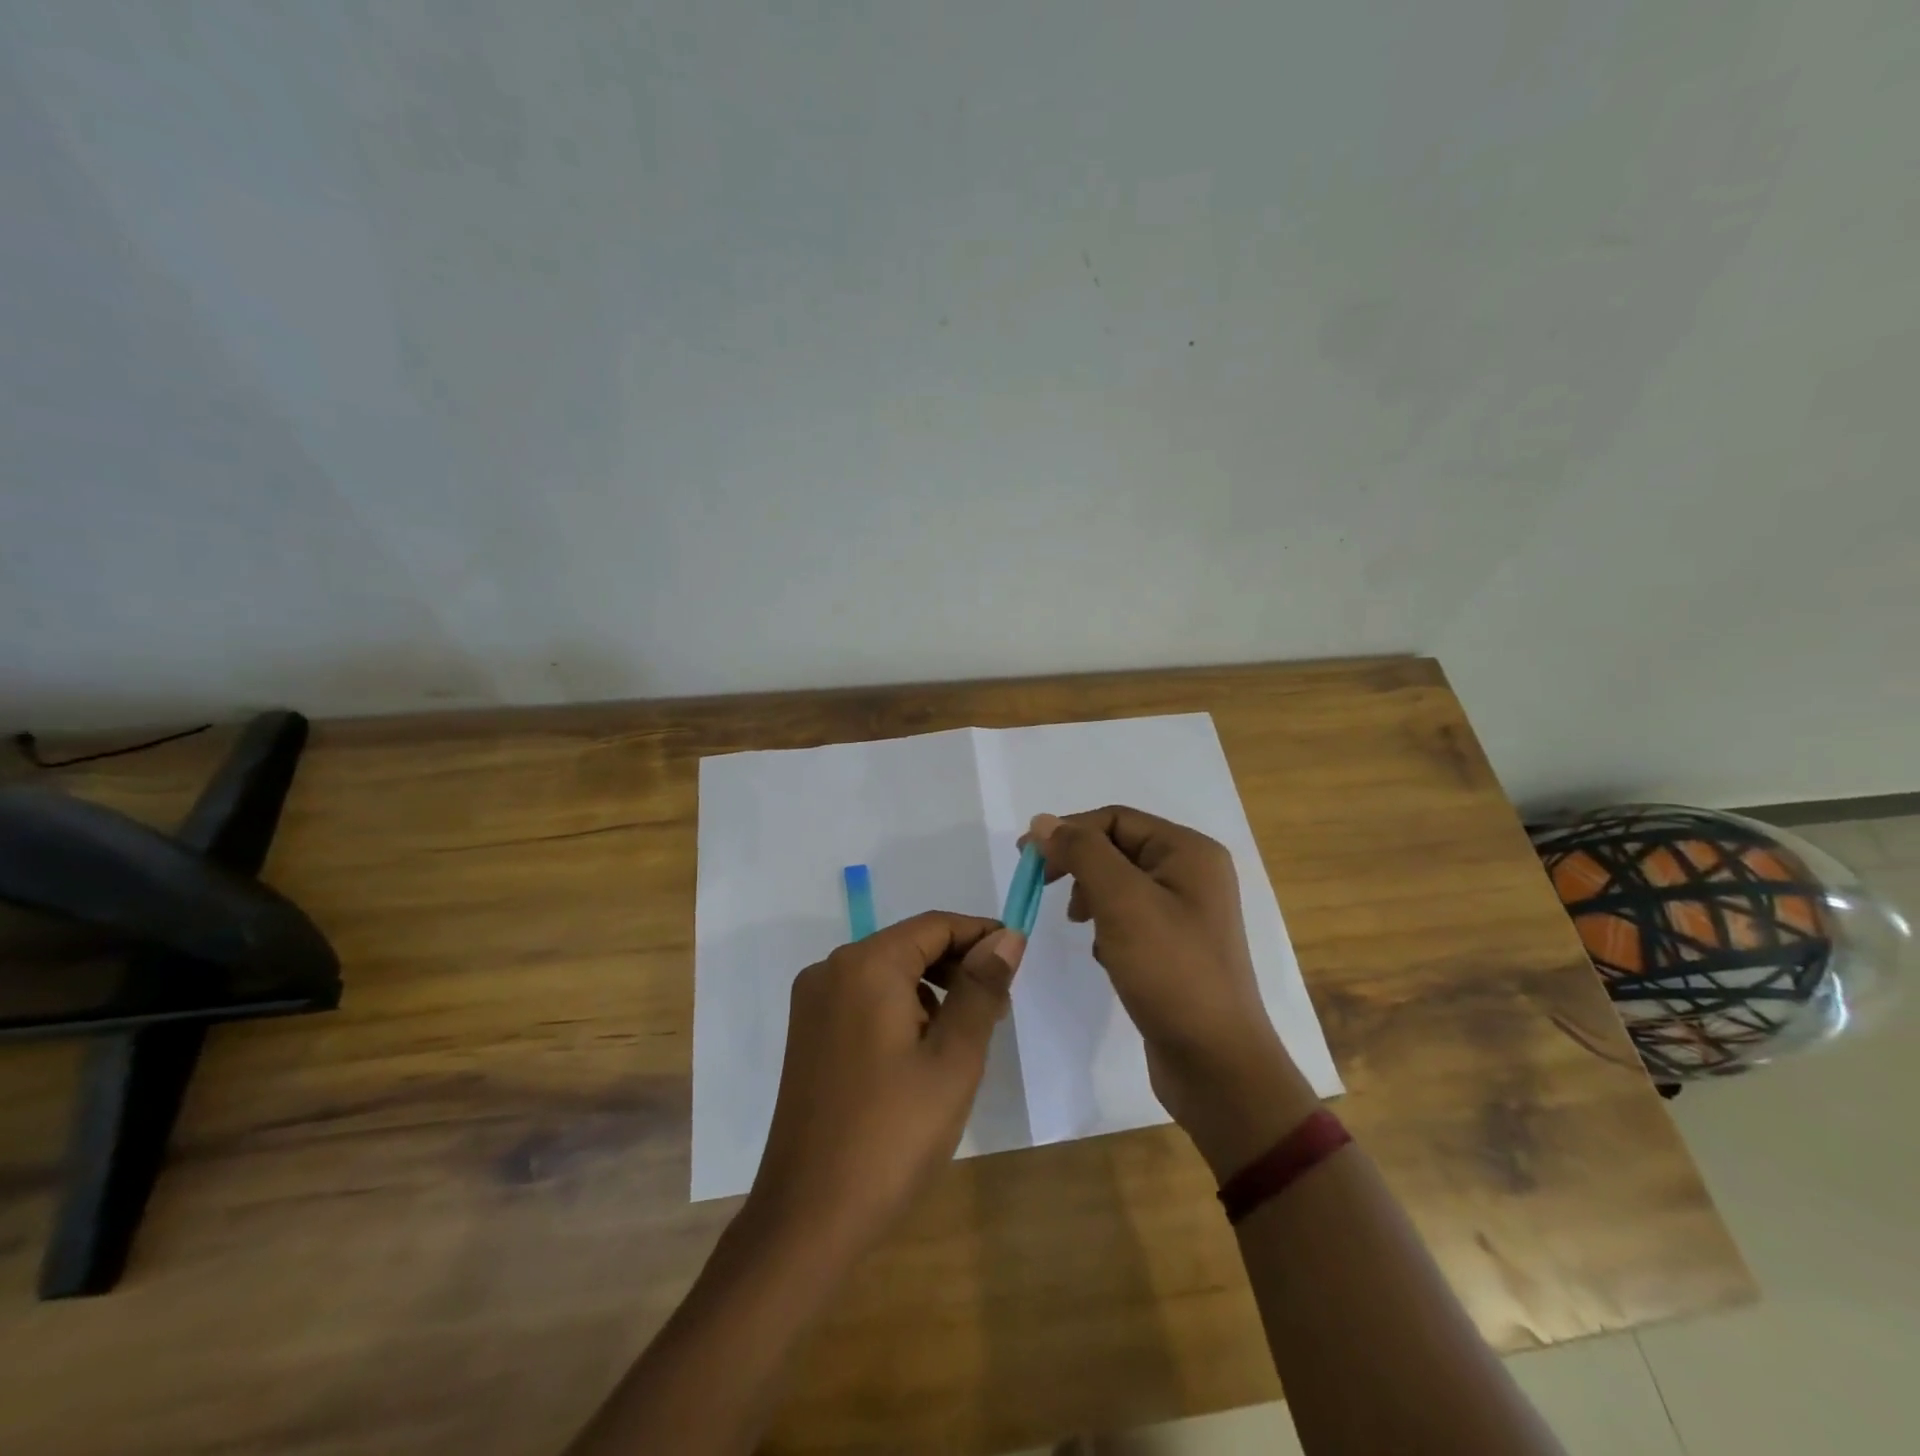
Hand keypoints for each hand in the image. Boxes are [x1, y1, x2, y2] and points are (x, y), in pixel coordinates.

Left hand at [746, 912, 1024, 1255]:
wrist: (809, 1217)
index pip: (935, 925)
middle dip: (958, 966)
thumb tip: (1007, 937)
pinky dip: (902, 1009)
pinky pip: (865, 999)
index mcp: (866, 965)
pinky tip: (924, 1052)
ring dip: (933, 989)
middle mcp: (832, 970)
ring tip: (967, 1034)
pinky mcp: (808, 1034)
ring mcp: (814, 1003)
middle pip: (909, 945)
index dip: (981, 934)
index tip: (1019, 958)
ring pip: (888, 973)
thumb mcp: (954, 1059)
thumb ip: (982, 989)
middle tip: (999, 1008)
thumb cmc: (893, 1134)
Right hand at [1027, 807, 1317, 1177]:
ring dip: (1091, 897)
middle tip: (1042, 888)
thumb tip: (1043, 820)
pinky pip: (1131, 918)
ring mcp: (1187, 912)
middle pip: (1118, 848)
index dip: (1068, 832)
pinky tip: (1105, 955)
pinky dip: (1108, 928)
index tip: (1026, 860)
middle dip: (1079, 865)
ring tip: (1081, 926)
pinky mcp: (1176, 947)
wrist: (1216, 1063)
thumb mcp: (1121, 901)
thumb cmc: (1170, 971)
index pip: (1115, 819)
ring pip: (1120, 884)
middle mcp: (1193, 874)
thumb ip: (1081, 853)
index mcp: (1189, 852)